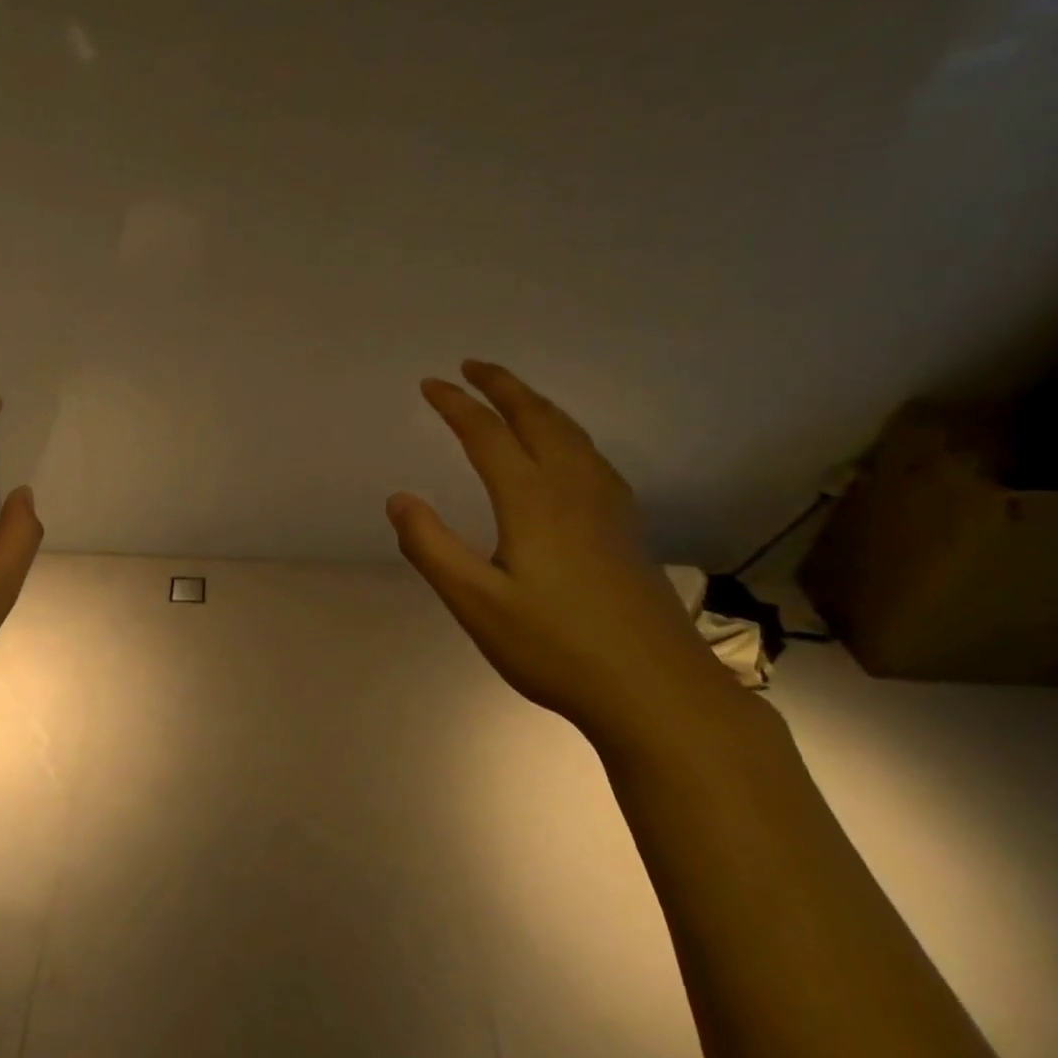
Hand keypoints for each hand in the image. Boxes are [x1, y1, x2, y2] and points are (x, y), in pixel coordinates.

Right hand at [388, 361, 744, 756]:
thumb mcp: (475, 602)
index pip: (487, 435)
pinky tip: (566, 451)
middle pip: (538, 419)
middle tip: (472, 365)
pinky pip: (591, 455)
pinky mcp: (626, 528)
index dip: (456, 406)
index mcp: (533, 500)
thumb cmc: (556, 647)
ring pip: (572, 434)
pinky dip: (566, 432)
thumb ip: (431, 547)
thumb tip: (398, 498)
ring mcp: (608, 507)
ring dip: (537, 404)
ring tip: (513, 394)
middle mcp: (574, 489)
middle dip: (502, 386)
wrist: (658, 691)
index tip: (429, 384)